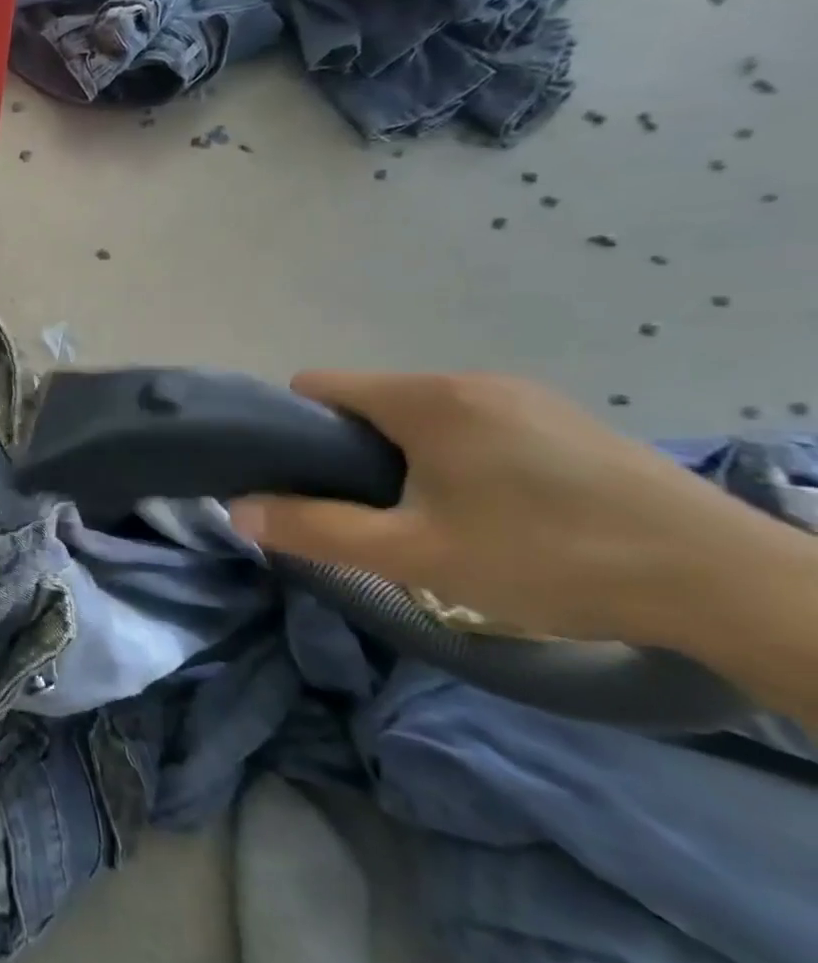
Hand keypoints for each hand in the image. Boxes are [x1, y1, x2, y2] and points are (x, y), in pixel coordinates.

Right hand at [227, 372, 784, 643]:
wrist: (725, 582)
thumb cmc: (548, 557)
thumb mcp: (414, 554)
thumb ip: (315, 528)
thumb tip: (237, 511)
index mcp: (426, 398)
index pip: (317, 385)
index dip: (292, 429)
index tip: (303, 481)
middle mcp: (469, 380)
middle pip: (369, 401)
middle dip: (349, 450)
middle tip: (368, 513)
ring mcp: (524, 396)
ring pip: (421, 415)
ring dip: (402, 456)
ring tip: (428, 517)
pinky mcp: (565, 420)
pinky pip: (473, 424)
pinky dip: (454, 456)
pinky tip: (492, 510)